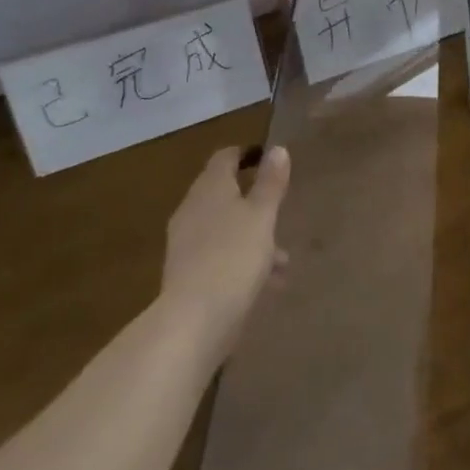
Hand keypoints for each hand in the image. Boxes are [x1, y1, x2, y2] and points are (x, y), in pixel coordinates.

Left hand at [160, 145, 290, 357]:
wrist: (194, 320)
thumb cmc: (234, 257)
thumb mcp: (262, 216)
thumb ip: (270, 183)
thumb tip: (277, 149)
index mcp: (210, 188)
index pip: (225, 157)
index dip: (246, 155)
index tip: (269, 159)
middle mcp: (193, 209)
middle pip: (224, 194)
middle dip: (254, 202)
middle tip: (280, 210)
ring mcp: (186, 242)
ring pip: (225, 228)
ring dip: (253, 236)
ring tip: (283, 260)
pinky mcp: (187, 273)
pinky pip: (220, 255)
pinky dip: (242, 260)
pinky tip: (267, 284)